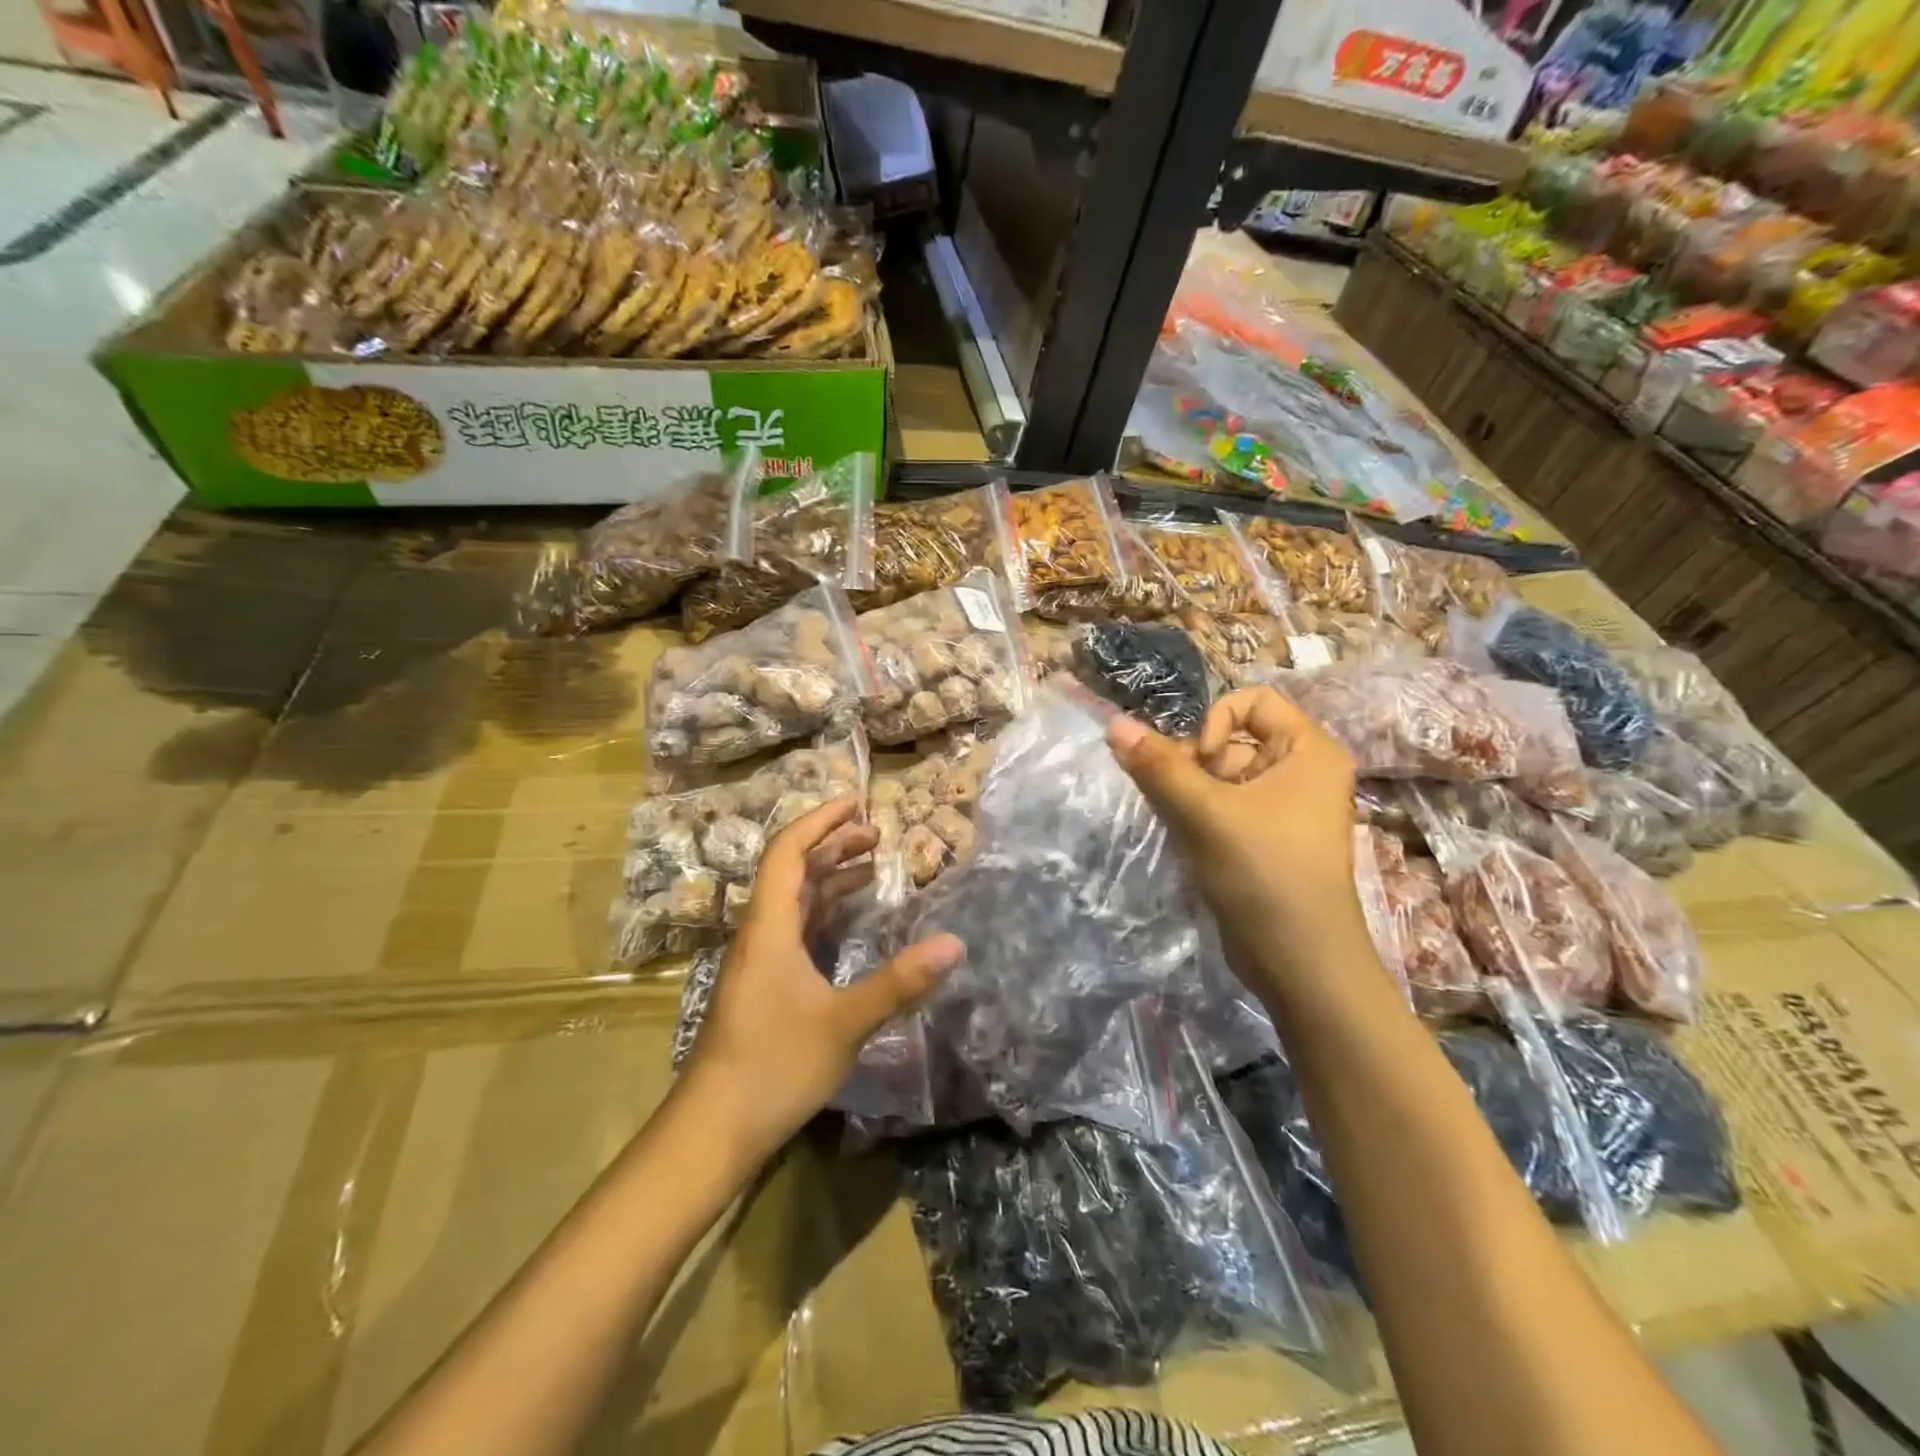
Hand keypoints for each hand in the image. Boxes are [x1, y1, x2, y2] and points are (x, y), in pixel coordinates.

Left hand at [679, 796, 963, 1166]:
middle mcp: (761, 933)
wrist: (714, 1128)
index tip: (856, 801)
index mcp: (770, 927)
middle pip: (792, 870)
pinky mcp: (765, 984)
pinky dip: (826, 911)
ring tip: (871, 864)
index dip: (820, 820)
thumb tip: (954, 944)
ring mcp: (760, 960)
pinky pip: (797, 928)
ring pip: (794, 900)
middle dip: (832, 844)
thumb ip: (899, 982)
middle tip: (876, 833)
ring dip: (829, 876)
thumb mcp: (844, 1023)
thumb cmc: (774, 1066)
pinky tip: (850, 921)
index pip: (788, 852)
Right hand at [1108, 686, 1369, 985]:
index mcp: (1309, 751)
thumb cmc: (1265, 873)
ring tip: (1171, 816)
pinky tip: (1177, 832)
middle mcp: (1300, 771)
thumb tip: (1114, 723)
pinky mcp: (1261, 838)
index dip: (1216, 722)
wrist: (1300, 963)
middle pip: (1231, 738)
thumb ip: (1158, 766)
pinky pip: (1221, 805)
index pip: (1253, 701)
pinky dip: (1194, 811)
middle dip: (1192, 759)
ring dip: (1186, 788)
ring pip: (1219, 775)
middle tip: (1171, 793)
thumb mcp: (1207, 813)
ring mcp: (1281, 807)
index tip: (1200, 762)